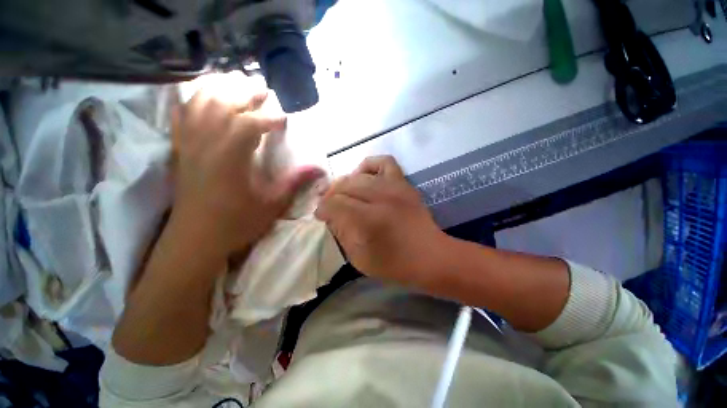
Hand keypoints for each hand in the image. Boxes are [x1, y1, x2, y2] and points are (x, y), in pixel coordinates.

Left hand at [170, 90, 322, 257]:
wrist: (195, 239)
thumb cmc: (237, 223)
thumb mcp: (273, 205)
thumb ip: (295, 183)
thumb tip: (319, 169)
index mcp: (231, 158)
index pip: (251, 123)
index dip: (270, 118)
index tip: (285, 120)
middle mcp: (207, 144)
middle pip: (224, 104)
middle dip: (245, 93)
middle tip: (264, 90)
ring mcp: (189, 144)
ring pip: (200, 103)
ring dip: (219, 88)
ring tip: (236, 82)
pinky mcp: (180, 149)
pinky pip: (181, 115)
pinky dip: (191, 99)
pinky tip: (202, 95)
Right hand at [315, 156, 448, 286]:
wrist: (431, 256)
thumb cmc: (395, 264)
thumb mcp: (360, 258)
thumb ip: (342, 234)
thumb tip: (331, 216)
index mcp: (368, 220)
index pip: (335, 204)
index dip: (323, 209)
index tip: (320, 215)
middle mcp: (380, 197)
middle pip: (344, 186)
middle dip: (331, 195)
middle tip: (329, 205)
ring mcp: (394, 187)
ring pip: (358, 175)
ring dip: (345, 183)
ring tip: (344, 193)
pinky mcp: (404, 183)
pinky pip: (384, 162)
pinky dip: (369, 166)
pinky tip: (364, 177)